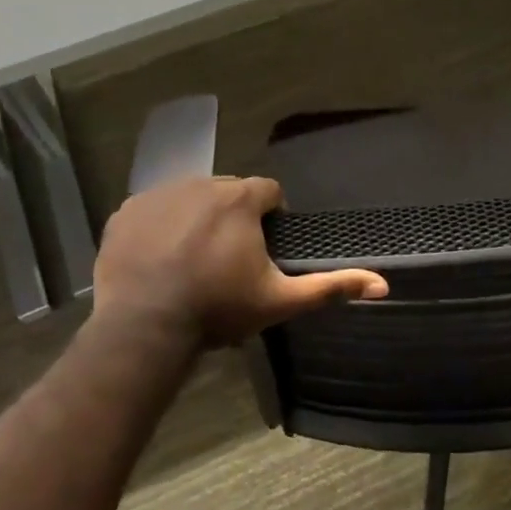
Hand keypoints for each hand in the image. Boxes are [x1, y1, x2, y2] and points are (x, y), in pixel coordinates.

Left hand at [93, 176, 387, 345]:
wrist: (145, 326)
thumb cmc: (219, 309)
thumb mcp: (280, 301)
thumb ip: (331, 288)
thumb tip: (384, 285)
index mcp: (240, 198)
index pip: (269, 192)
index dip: (272, 218)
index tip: (264, 248)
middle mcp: (200, 183)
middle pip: (229, 192)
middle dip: (234, 217)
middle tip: (229, 259)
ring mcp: (159, 194)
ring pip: (190, 197)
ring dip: (198, 219)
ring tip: (193, 259)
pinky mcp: (126, 211)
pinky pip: (153, 209)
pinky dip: (161, 227)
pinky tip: (160, 258)